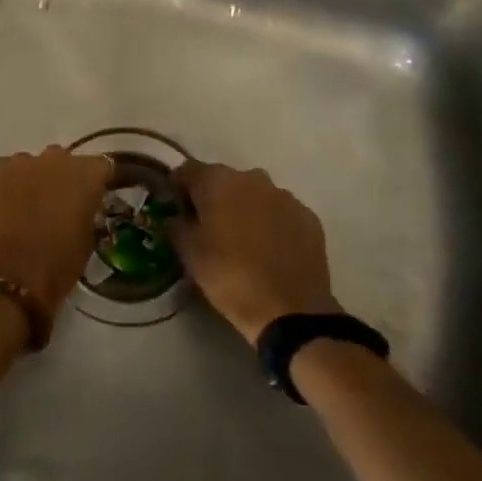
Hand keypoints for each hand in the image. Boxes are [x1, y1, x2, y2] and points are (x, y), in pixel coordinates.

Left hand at [0, 147, 112, 323]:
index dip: (96, 182)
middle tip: (55, 206)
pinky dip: (3, 186)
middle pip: (62, 161)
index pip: (101, 166)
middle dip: (60, 179)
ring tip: (22, 211)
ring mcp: (21, 160)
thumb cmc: (58, 264)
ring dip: (31, 182)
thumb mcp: (87, 240)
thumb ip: (87, 212)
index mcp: (87, 174)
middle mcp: (56, 158)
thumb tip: (80, 207)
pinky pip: (2, 171)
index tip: (93, 197)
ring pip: (30, 166)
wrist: (10, 275)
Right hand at [168, 162, 338, 342]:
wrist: (290, 310)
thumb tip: (174, 216)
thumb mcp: (189, 254)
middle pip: (223, 180)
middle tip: (208, 228)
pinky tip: (269, 250)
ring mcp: (284, 196)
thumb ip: (176, 226)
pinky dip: (271, 223)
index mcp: (218, 181)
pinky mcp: (308, 216)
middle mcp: (252, 178)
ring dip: (244, 208)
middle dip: (213, 198)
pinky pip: (280, 212)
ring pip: (254, 194)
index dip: (178, 187)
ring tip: (241, 240)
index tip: (175, 209)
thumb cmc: (230, 277)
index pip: (188, 170)